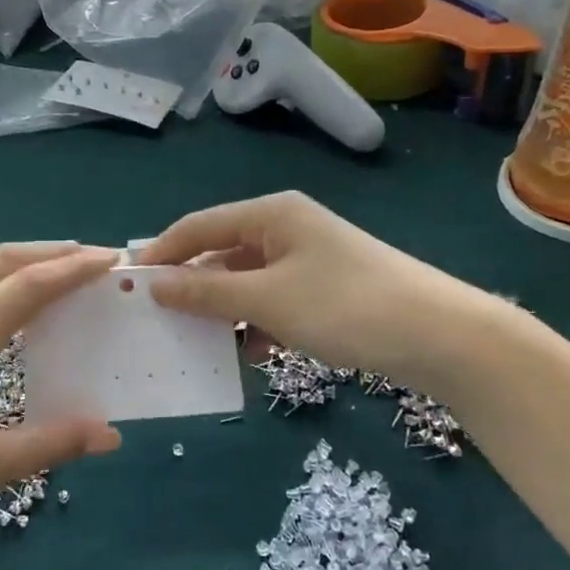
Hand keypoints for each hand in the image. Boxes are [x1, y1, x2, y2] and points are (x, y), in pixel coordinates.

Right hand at [138, 193, 462, 382]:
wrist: (440, 336)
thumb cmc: (345, 306)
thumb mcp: (269, 300)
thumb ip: (209, 293)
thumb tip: (155, 283)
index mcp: (272, 215)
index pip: (200, 225)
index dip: (163, 251)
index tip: (129, 284)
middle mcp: (287, 229)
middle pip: (223, 253)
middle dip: (193, 287)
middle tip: (158, 321)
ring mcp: (308, 260)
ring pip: (248, 282)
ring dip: (225, 311)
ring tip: (199, 344)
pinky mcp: (325, 290)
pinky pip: (275, 301)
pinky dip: (259, 324)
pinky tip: (252, 354)